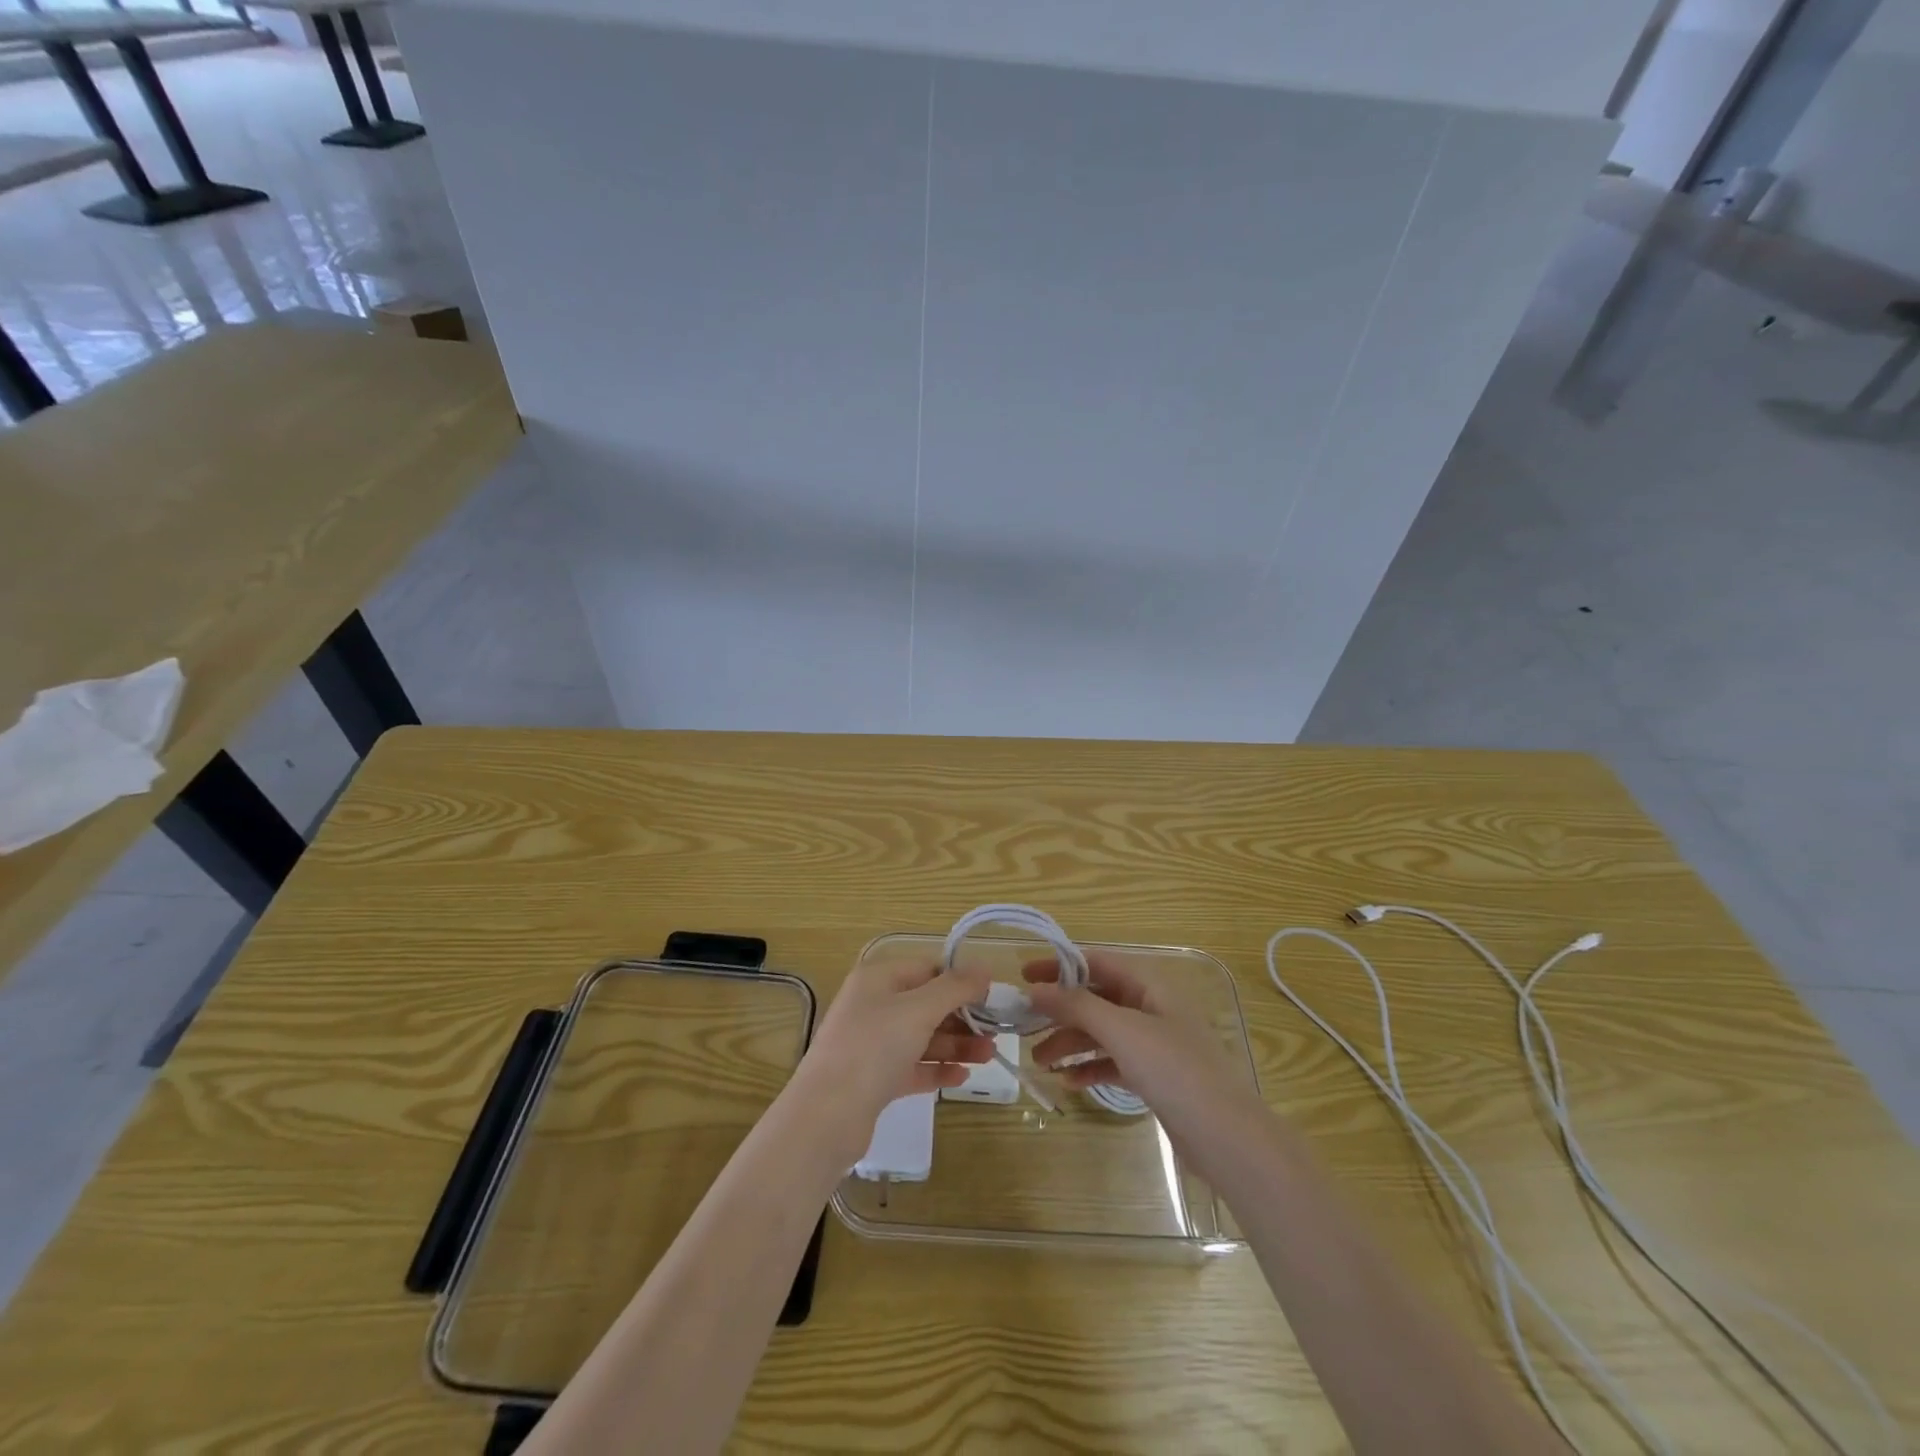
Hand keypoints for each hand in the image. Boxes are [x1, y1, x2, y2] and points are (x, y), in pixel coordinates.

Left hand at [790, 961, 994, 1159]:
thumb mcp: (919, 1010)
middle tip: (996, 1032)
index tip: (992, 997)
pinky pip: (912, 1067)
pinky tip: (962, 1077)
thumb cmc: (874, 1048)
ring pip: (922, 1037)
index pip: (927, 969)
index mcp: (878, 979)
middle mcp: (873, 1006)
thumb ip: (955, 988)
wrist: (827, 1115)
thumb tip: (984, 968)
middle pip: (926, 1004)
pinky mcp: (873, 1079)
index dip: (960, 980)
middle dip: (962, 1017)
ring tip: (989, 1057)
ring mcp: (871, 1044)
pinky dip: (936, 1069)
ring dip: (956, 1045)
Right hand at [1024, 952, 1265, 1145]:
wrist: (1226, 1137)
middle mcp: (1151, 1006)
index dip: (1058, 966)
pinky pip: (1113, 1061)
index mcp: (1148, 984)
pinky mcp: (1155, 1075)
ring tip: (1039, 1062)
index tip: (1023, 976)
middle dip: (1061, 1012)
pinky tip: (1069, 1082)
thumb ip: (1076, 1006)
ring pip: (1102, 1032)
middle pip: (1096, 999)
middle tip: (1024, 1026)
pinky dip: (1090, 1067)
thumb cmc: (1174, 1070)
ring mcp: (1154, 1042)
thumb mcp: (1122, 1031)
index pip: (1095, 963)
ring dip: (1070, 1042)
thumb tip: (1035, 988)